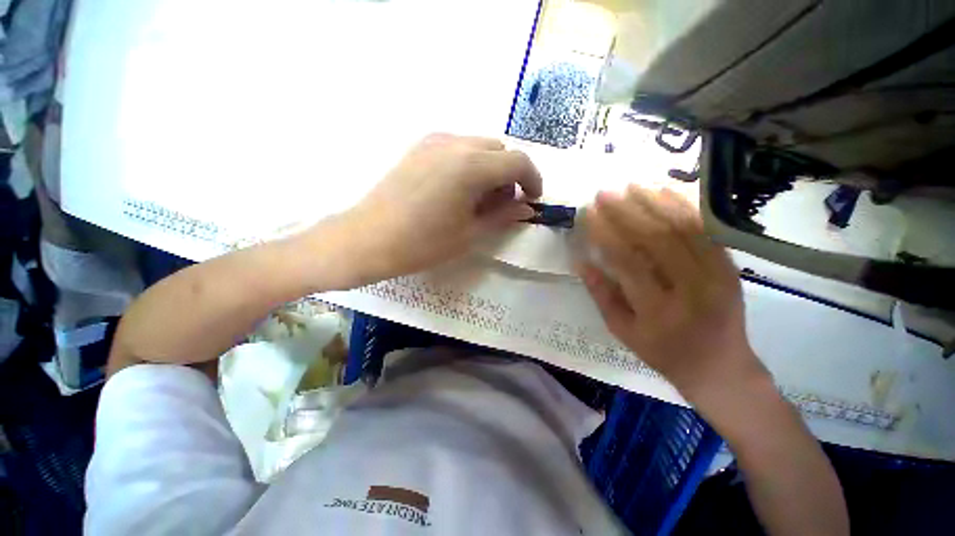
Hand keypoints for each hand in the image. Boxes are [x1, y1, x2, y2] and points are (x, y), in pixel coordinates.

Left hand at [336, 133, 541, 281]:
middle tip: (502, 205)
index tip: (533, 200)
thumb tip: (526, 208)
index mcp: (472, 166)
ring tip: (479, 200)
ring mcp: (434, 141)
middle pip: (499, 151)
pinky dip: (470, 165)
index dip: (533, 180)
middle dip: (510, 175)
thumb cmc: (423, 243)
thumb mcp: (470, 233)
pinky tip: (458, 190)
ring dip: (490, 169)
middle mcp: (455, 143)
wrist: (368, 239)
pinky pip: (458, 148)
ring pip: (479, 147)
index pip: (518, 162)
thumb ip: (503, 215)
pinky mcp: (419, 147)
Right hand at [578, 185, 767, 400]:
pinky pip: (706, 230)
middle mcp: (692, 289)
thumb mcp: (623, 331)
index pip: (627, 262)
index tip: (588, 215)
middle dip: (626, 212)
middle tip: (604, 193)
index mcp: (659, 311)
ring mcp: (718, 275)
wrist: (721, 368)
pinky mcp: (731, 266)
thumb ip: (601, 295)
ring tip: (629, 185)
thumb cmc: (664, 353)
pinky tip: (665, 191)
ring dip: (654, 203)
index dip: (605, 235)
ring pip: (683, 229)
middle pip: (656, 239)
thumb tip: (581, 261)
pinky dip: (685, 207)